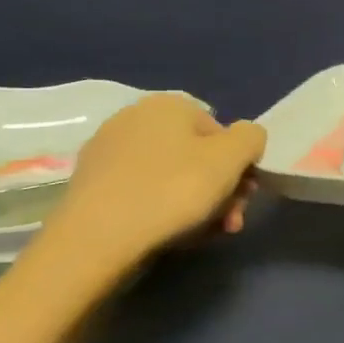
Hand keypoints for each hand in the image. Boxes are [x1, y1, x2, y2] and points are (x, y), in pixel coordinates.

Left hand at [43, 94, 266, 267]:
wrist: (98, 238)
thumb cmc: (174, 190)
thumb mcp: (232, 157)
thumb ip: (252, 138)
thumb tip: (246, 140)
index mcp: (168, 104)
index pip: (223, 133)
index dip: (239, 167)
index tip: (243, 197)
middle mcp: (134, 117)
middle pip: (198, 156)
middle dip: (220, 190)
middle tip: (228, 222)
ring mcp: (108, 150)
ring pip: (173, 176)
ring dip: (197, 204)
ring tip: (203, 234)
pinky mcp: (92, 183)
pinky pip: (143, 190)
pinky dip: (162, 208)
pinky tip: (169, 233)